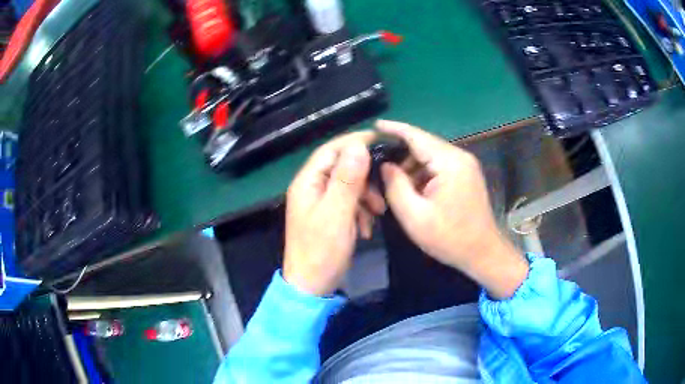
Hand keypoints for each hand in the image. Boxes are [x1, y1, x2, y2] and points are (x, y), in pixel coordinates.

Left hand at [284, 132, 385, 295]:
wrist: (312, 287)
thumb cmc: (321, 251)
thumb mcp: (337, 213)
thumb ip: (347, 179)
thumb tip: (358, 146)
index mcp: (308, 182)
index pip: (331, 150)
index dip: (354, 142)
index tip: (380, 141)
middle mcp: (312, 188)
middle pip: (341, 167)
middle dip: (365, 177)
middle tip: (382, 191)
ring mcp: (320, 203)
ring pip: (349, 186)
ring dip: (366, 196)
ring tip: (378, 212)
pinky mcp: (329, 217)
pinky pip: (349, 204)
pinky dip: (361, 211)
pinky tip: (367, 227)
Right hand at [377, 120, 527, 298]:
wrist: (483, 253)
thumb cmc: (449, 238)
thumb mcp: (414, 216)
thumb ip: (395, 186)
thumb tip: (385, 165)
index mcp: (449, 162)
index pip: (417, 136)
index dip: (394, 128)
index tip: (374, 125)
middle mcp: (460, 157)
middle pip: (423, 146)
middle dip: (400, 155)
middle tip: (378, 168)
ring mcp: (465, 166)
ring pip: (430, 157)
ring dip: (412, 167)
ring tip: (394, 185)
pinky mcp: (466, 175)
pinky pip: (439, 167)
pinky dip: (423, 174)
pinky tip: (413, 190)